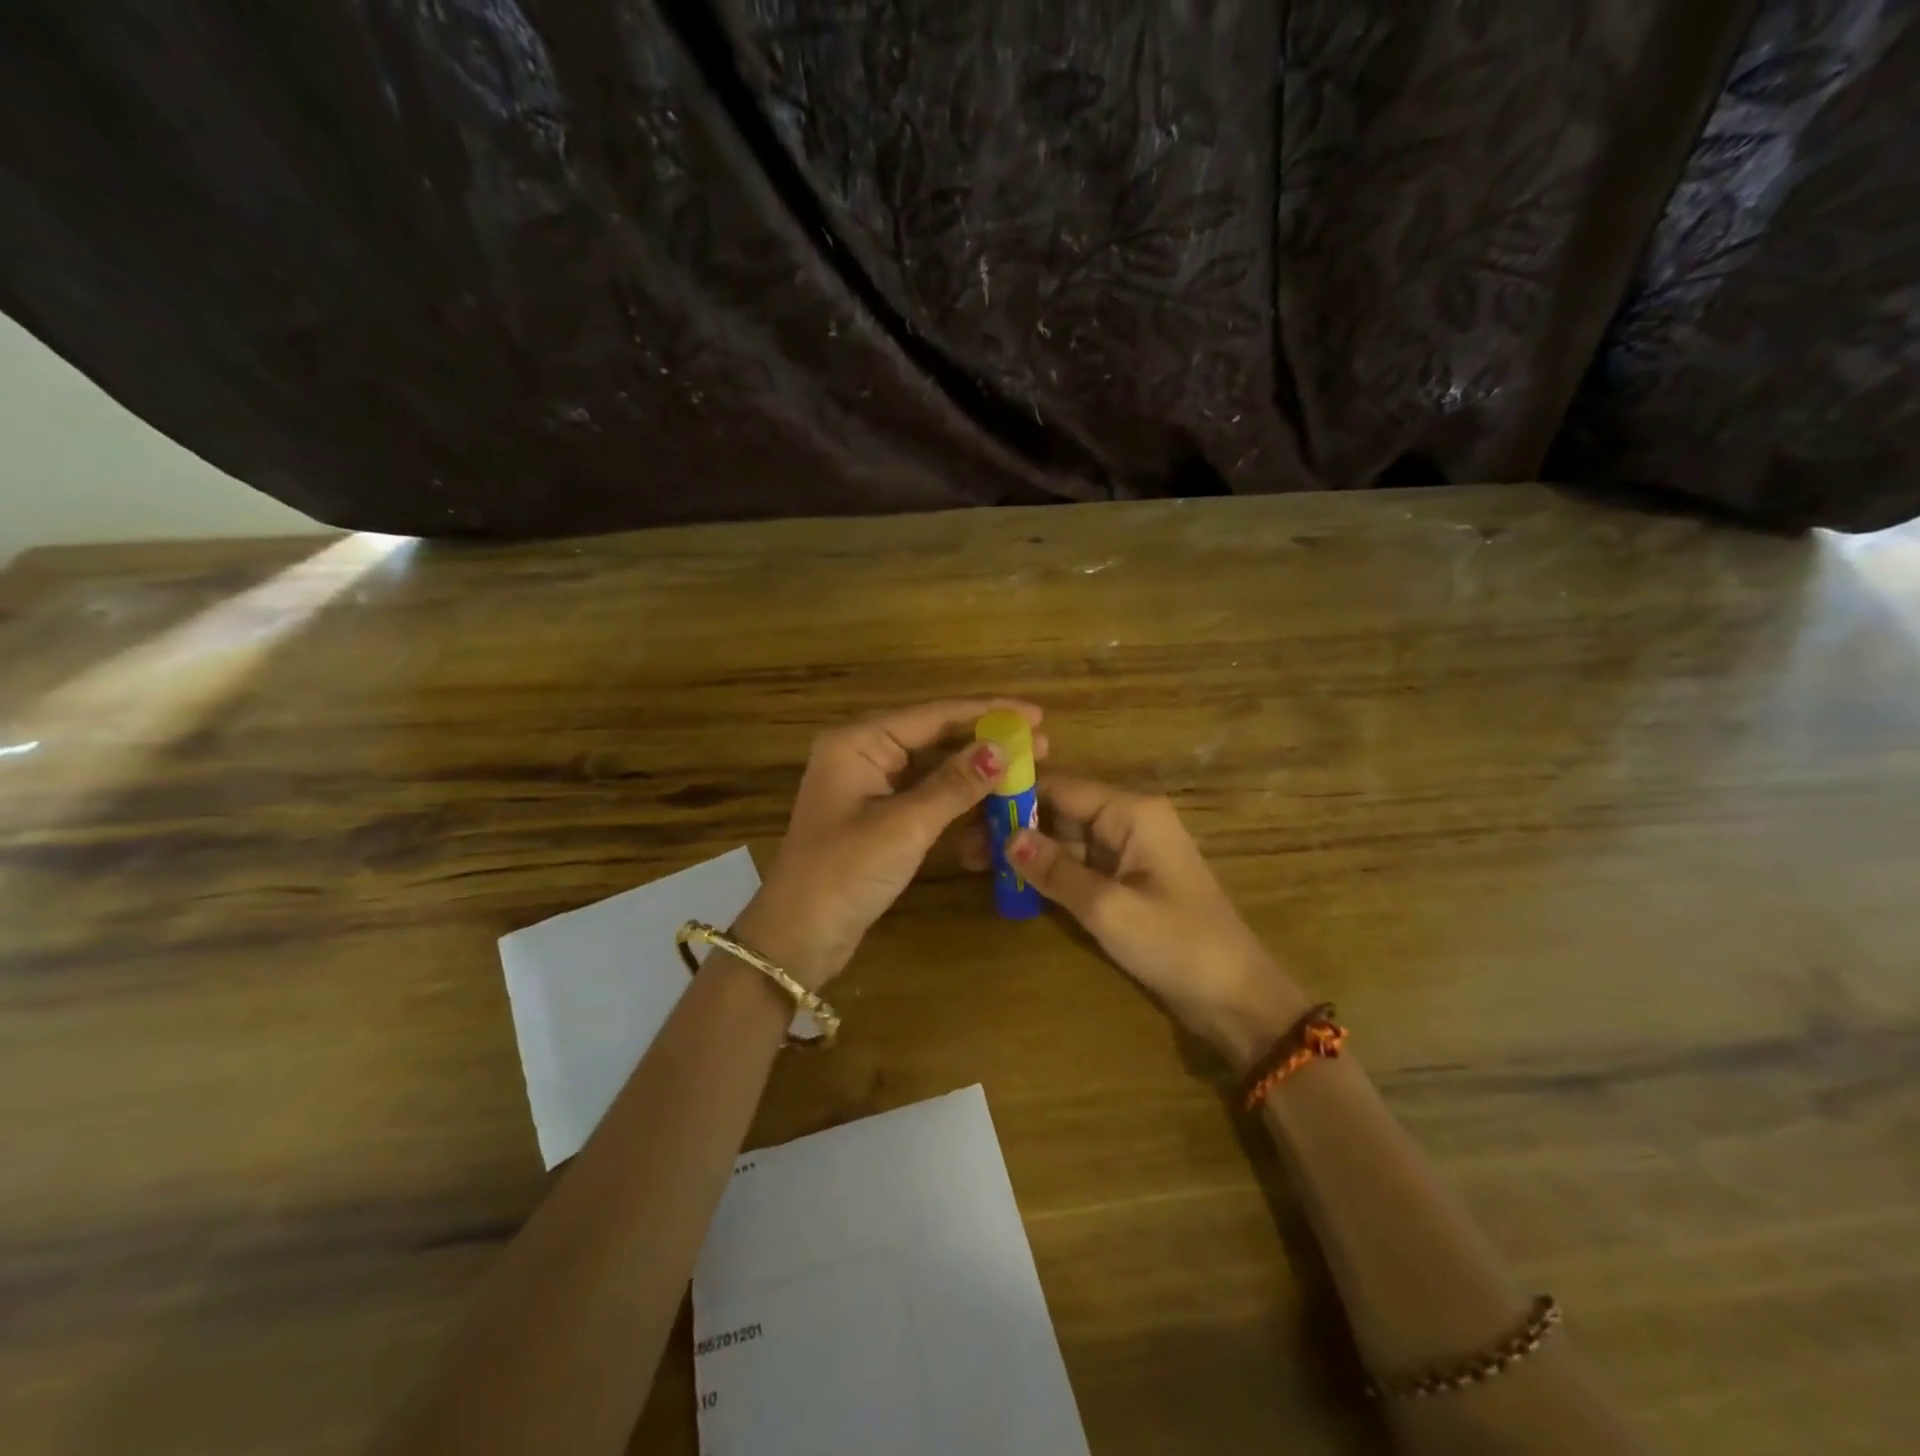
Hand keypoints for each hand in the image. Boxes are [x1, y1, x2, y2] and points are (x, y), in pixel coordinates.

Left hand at [737, 699, 1046, 987]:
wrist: (797, 938)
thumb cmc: (845, 873)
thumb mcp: (905, 825)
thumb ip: (955, 784)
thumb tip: (1005, 747)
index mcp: (858, 742)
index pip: (933, 715)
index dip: (988, 713)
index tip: (1037, 715)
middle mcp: (862, 754)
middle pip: (935, 736)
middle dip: (986, 741)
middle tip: (1042, 744)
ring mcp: (869, 786)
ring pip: (933, 767)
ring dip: (976, 771)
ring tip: (1026, 770)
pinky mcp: (877, 816)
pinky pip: (925, 795)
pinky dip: (957, 799)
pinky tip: (992, 803)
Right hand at [965, 777, 1308, 1070]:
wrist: (1235, 998)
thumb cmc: (1177, 944)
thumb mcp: (1109, 908)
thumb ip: (1056, 871)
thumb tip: (1007, 837)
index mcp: (1132, 812)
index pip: (1061, 787)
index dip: (1015, 796)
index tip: (967, 808)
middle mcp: (1129, 821)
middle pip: (1060, 811)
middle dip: (1015, 825)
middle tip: (962, 845)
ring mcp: (1127, 852)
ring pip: (1066, 840)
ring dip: (1026, 851)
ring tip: (972, 861)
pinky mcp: (1126, 881)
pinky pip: (1079, 866)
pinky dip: (1048, 873)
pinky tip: (1009, 881)